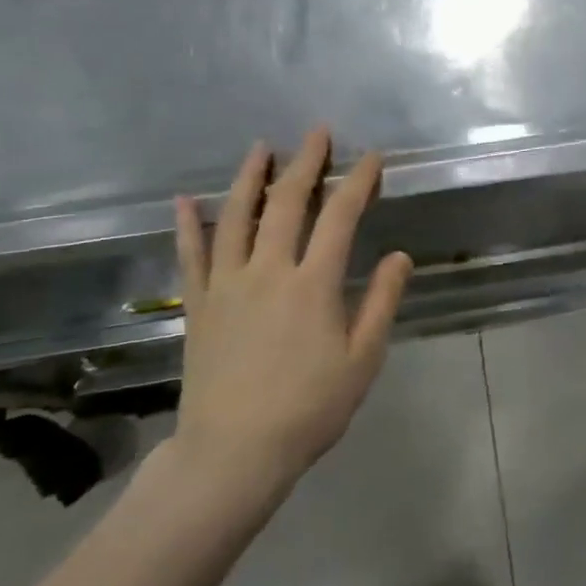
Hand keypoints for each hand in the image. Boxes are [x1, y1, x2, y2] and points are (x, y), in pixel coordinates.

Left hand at [167, 127, 412, 519]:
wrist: (234, 453)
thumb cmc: (309, 408)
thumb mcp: (362, 360)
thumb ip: (382, 302)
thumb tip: (399, 255)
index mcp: (313, 284)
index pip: (339, 217)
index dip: (358, 182)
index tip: (371, 158)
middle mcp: (268, 271)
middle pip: (286, 203)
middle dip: (306, 163)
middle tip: (317, 132)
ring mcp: (227, 285)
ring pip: (236, 217)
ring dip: (250, 177)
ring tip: (261, 147)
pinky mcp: (199, 305)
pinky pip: (191, 255)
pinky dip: (189, 224)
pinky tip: (185, 199)